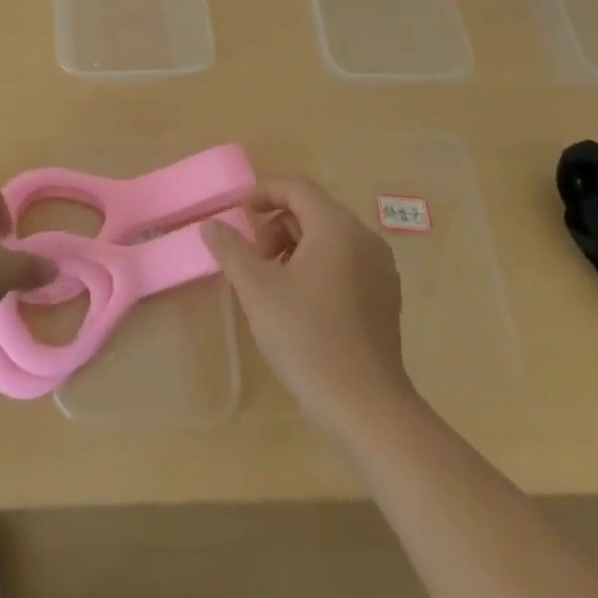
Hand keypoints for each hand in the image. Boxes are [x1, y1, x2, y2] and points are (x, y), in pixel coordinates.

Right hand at [203, 178, 413, 437]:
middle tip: (253, 260)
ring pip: (329, 238)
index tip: (237, 212)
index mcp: (337, 227)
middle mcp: (365, 238)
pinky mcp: (386, 298)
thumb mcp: (257, 290)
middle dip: (276, 227)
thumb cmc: (307, 338)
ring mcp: (381, 269)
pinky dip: (318, 267)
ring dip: (295, 248)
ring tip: (274, 286)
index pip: (296, 188)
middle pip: (312, 211)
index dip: (263, 192)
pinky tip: (302, 305)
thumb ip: (231, 249)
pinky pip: (346, 263)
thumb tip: (211, 224)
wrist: (366, 409)